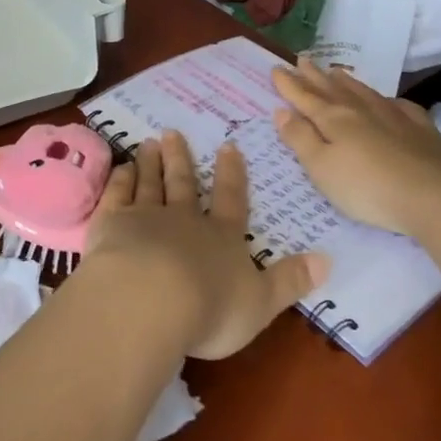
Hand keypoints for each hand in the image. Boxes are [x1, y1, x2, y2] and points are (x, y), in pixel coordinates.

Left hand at [82, 131, 327, 360]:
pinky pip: (117, 195)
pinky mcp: (112, 224)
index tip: (227, 146)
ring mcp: (145, 217)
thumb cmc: (211, 308)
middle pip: (183, 183)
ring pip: (149, 183)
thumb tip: (328, 260)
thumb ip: (290, 281)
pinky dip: (119, 180)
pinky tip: (120, 168)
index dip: (231, 175)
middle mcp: (184, 220)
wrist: (151, 300)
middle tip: (172, 132)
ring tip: (148, 142)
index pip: (230, 200)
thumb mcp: (261, 302)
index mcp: (221, 237)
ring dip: (150, 163)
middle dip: (180, 159)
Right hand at [272, 58, 440, 236]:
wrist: (434, 196)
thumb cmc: (367, 188)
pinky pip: (399, 106)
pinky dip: (387, 100)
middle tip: (302, 59)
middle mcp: (361, 110)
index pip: (305, 97)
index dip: (288, 84)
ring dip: (346, 81)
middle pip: (332, 89)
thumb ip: (300, 139)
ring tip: (335, 71)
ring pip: (364, 92)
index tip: (276, 68)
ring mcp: (394, 116)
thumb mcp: (322, 169)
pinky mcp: (421, 129)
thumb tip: (281, 111)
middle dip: (314, 76)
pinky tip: (388, 101)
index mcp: (333, 119)